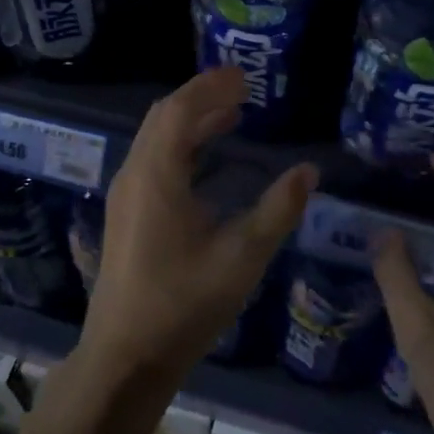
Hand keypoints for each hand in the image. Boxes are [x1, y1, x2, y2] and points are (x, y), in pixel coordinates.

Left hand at [81, 66, 317, 386]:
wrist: (125, 357)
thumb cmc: (184, 305)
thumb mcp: (242, 257)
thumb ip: (278, 209)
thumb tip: (309, 170)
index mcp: (157, 175)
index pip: (180, 109)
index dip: (211, 87)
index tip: (244, 76)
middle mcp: (134, 175)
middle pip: (164, 117)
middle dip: (201, 97)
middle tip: (241, 90)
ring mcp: (125, 195)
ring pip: (156, 138)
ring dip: (191, 120)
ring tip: (232, 115)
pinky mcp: (126, 214)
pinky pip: (153, 159)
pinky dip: (181, 144)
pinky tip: (206, 160)